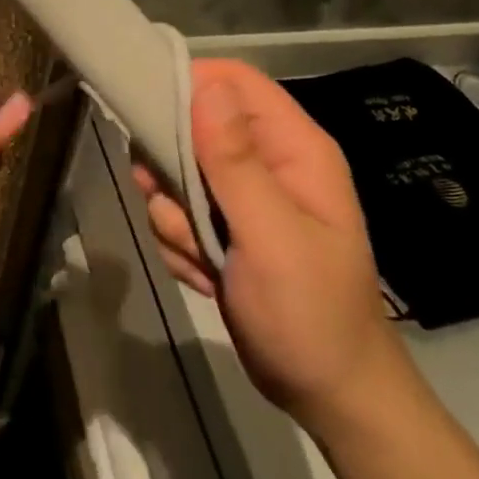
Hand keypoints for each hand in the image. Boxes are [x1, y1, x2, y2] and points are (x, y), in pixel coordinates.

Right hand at [132, 58, 413, 428]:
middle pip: (195, 124)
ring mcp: (243, 196)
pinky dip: (180, 243)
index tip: (149, 113)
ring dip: (175, 215)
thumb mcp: (271, 235)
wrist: (328, 397)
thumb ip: (235, 160)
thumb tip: (205, 84)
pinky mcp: (224, 227)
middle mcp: (267, 161)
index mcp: (293, 147)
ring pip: (178, 173)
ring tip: (203, 256)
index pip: (234, 81)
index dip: (189, 84)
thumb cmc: (310, 313)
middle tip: (170, 203)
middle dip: (172, 168)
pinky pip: (177, 212)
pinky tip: (205, 277)